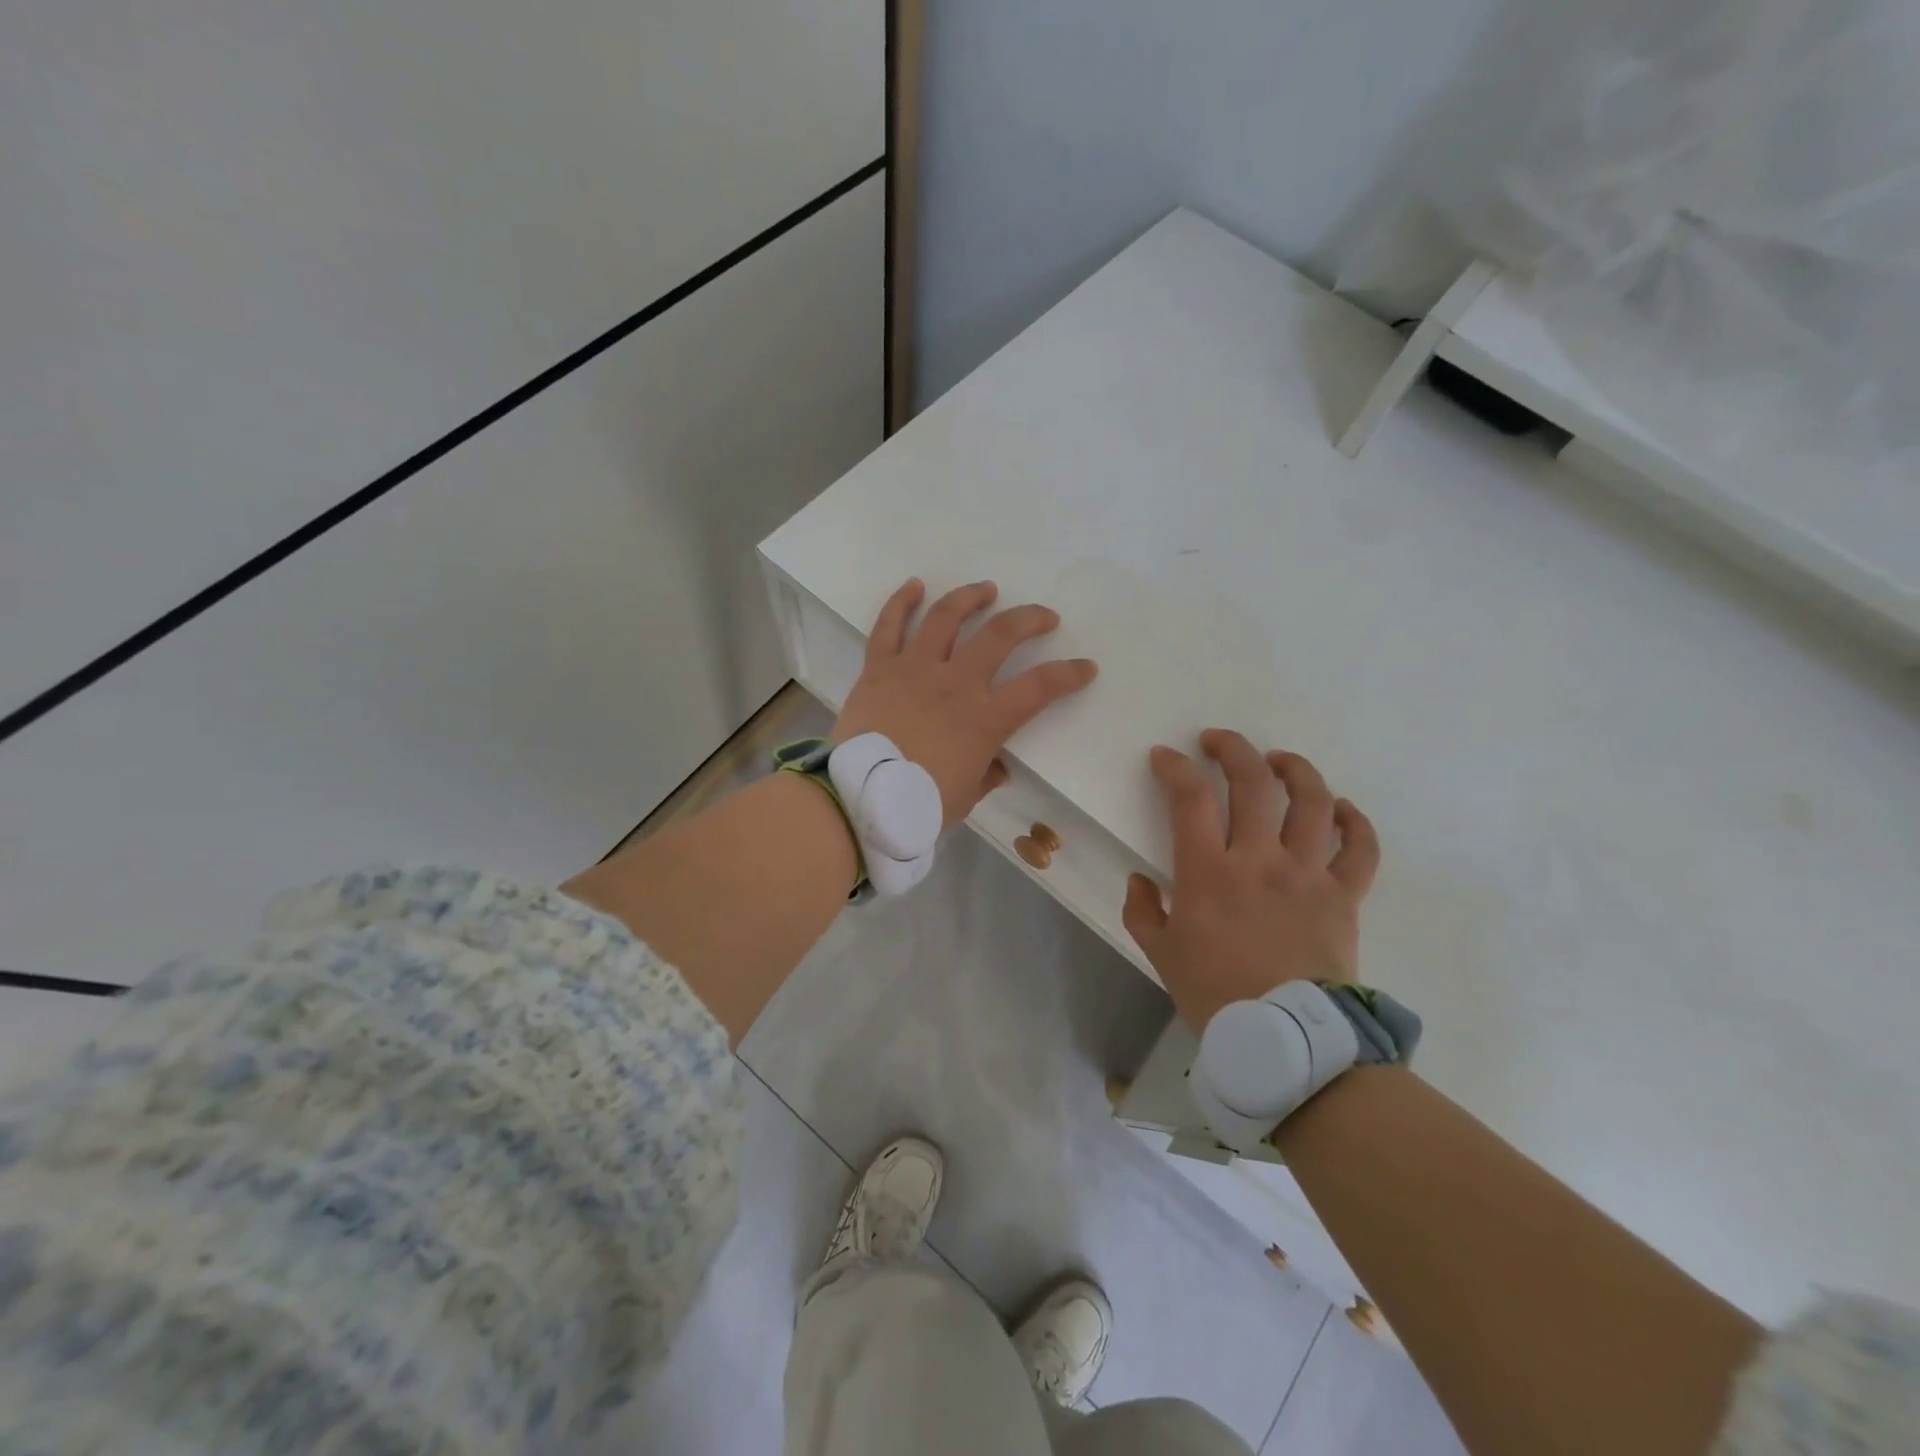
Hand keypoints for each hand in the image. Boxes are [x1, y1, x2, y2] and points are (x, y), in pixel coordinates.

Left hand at [834, 578, 1098, 827]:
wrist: (860, 799)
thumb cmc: (918, 804)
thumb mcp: (966, 797)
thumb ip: (987, 775)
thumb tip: (999, 766)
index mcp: (984, 719)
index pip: (1039, 688)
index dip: (1069, 674)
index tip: (1086, 667)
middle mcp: (955, 684)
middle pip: (1000, 636)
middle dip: (1029, 619)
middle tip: (1043, 617)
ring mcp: (915, 669)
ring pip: (946, 618)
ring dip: (970, 598)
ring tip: (986, 589)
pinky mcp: (879, 668)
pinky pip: (888, 627)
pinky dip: (901, 603)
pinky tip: (915, 585)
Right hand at [1121, 730, 1379, 1033]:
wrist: (1287, 1042)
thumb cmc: (1215, 995)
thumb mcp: (1160, 954)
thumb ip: (1143, 910)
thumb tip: (1143, 880)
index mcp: (1208, 872)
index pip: (1189, 798)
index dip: (1174, 768)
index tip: (1164, 757)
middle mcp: (1259, 860)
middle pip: (1252, 783)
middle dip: (1232, 749)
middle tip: (1217, 740)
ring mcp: (1307, 874)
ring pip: (1310, 801)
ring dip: (1294, 769)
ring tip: (1278, 760)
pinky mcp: (1343, 895)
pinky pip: (1360, 848)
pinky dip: (1353, 821)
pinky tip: (1339, 807)